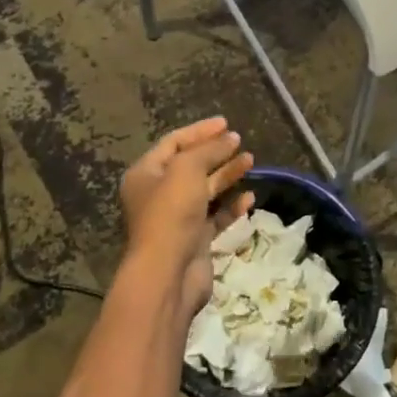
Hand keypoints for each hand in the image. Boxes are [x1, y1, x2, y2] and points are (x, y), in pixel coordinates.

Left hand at [119, 118, 253, 309]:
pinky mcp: (195, 239)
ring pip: (205, 190)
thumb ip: (208, 150)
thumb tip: (229, 138)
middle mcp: (158, 194)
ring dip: (227, 175)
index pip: (173, 143)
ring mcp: (177, 218)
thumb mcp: (187, 169)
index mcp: (146, 174)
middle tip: (239, 141)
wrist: (169, 273)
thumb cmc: (171, 213)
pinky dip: (232, 206)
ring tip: (251, 161)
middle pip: (190, 165)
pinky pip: (216, 216)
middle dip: (215, 152)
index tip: (226, 123)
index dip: (199, 131)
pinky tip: (250, 197)